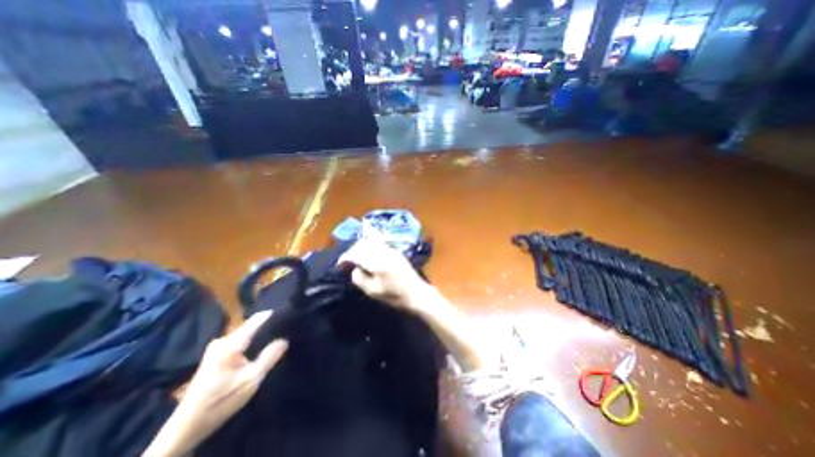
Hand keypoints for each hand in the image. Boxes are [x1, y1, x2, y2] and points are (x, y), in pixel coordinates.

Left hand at [142, 312, 285, 456]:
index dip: (273, 316)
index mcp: (231, 344)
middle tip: (285, 327)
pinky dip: (250, 340)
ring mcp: (216, 348)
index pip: (256, 320)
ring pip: (244, 333)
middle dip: (267, 325)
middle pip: (250, 325)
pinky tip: (258, 348)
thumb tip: (284, 339)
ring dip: (259, 333)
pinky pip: (238, 340)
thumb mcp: (250, 381)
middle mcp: (223, 341)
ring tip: (276, 335)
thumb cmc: (220, 402)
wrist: (185, 428)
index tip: (289, 314)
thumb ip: (269, 357)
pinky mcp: (214, 356)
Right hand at [335, 239, 427, 310]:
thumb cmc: (394, 295)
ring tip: (356, 258)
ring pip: (370, 242)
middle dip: (352, 251)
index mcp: (376, 262)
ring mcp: (390, 249)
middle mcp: (383, 251)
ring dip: (361, 247)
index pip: (355, 253)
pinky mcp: (395, 251)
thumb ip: (359, 278)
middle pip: (362, 244)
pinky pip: (378, 243)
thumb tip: (354, 268)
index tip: (340, 264)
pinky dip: (370, 247)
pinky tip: (368, 255)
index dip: (345, 257)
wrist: (416, 292)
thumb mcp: (373, 291)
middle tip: (347, 261)